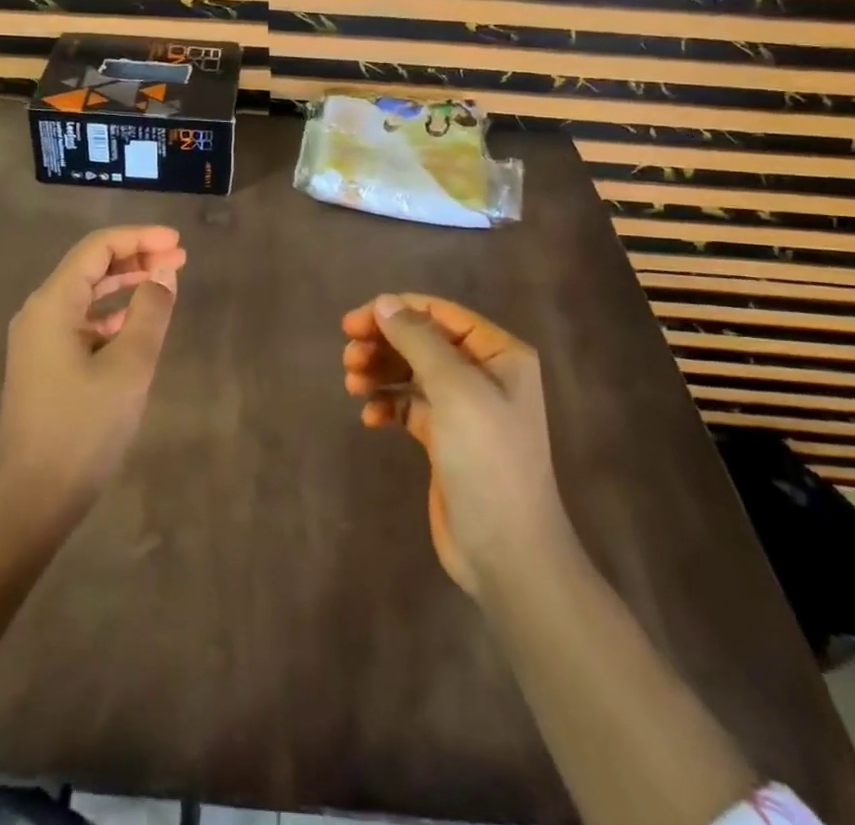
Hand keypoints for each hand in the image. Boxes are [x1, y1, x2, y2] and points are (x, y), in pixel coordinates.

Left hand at [0, 225, 186, 527]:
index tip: (177, 242)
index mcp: (52, 304)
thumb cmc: (84, 428)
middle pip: (90, 266)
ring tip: (165, 282)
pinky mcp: (44, 363)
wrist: (34, 499)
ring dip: (125, 283)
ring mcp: (38, 339)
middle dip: (135, 257)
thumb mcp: (129, 367)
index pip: (97, 248)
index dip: (139, 238)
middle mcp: (39, 312)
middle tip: (179, 259)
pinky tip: (137, 321)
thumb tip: (164, 270)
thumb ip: (150, 310)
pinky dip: (111, 313)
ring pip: (86, 294)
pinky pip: (81, 321)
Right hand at [342, 293, 570, 595]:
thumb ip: (417, 339)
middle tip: (348, 356)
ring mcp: (465, 408)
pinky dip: (387, 404)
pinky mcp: (446, 439)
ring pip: (412, 372)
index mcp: (499, 354)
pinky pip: (409, 406)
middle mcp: (484, 374)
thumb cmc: (486, 458)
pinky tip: (370, 417)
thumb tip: (384, 303)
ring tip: (352, 383)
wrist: (507, 551)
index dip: (395, 312)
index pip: (440, 314)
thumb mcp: (454, 388)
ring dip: (380, 371)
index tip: (353, 323)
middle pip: (422, 341)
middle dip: (383, 344)